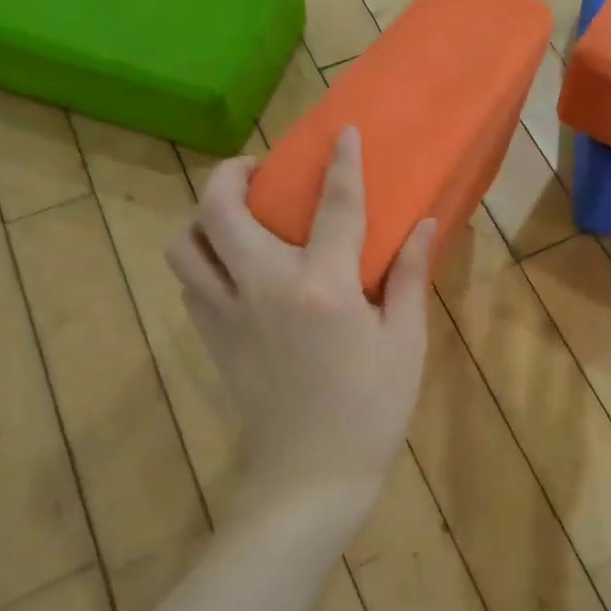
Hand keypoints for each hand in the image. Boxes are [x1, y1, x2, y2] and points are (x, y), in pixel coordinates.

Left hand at [168, 129, 433, 515]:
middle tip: (254, 169)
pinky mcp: (213, 339)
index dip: (342, 164)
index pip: (334, 207)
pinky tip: (232, 266)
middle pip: (222, 210)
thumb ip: (407, 277)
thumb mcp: (405, 343)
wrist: (311, 478)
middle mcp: (265, 288)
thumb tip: (423, 225)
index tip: (343, 133)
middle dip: (230, 174)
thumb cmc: (371, 411)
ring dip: (203, 217)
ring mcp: (229, 314)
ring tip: (233, 215)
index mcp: (323, 288)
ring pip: (187, 245)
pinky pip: (191, 283)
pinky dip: (202, 259)